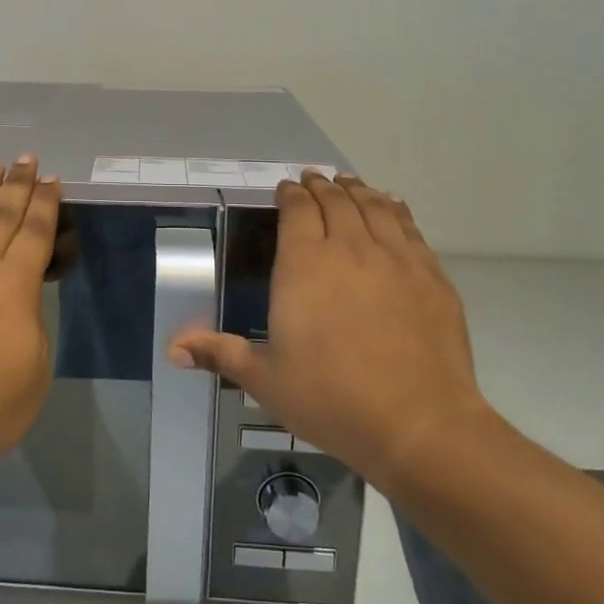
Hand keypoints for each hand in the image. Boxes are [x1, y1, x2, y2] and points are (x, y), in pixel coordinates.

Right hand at [170, 172, 490, 485]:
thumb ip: (219, 353)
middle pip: (336, 201)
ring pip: (375, 207)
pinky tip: (393, 207)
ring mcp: (395, 259)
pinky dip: (396, 210)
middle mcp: (350, 248)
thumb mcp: (265, 379)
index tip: (286, 188)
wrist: (418, 424)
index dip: (291, 194)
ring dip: (358, 191)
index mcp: (304, 265)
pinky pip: (410, 229)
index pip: (298, 210)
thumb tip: (173, 347)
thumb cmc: (331, 399)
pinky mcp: (431, 276)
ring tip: (349, 183)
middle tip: (315, 179)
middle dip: (322, 186)